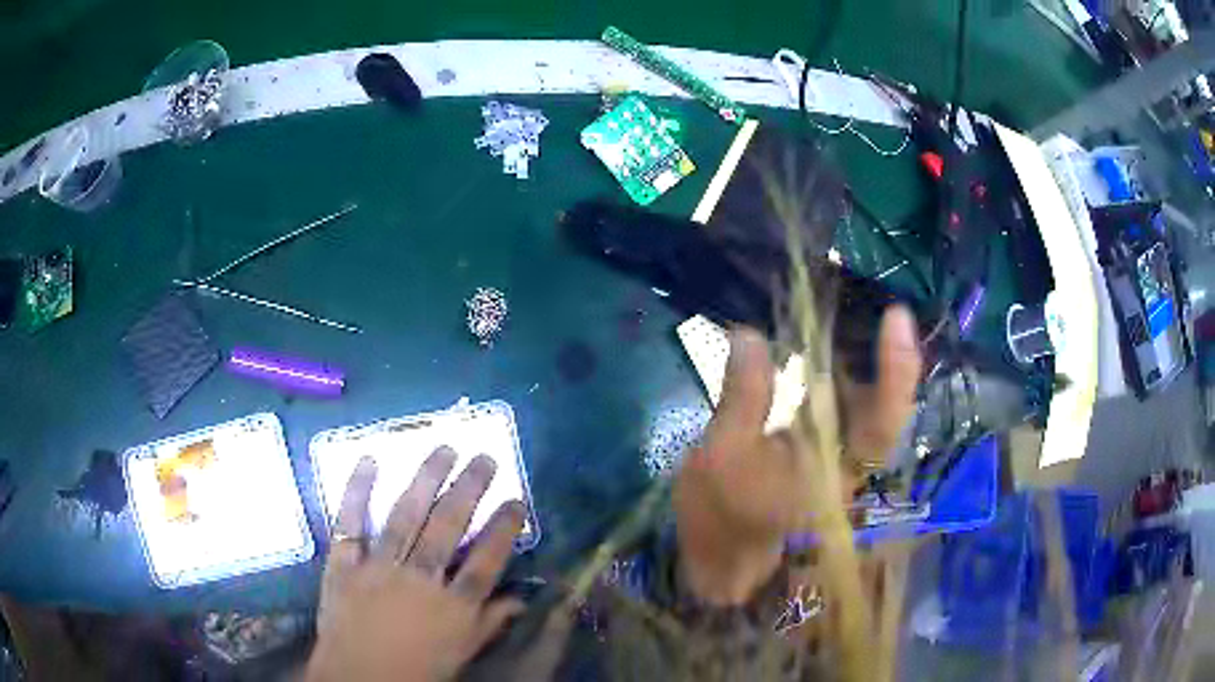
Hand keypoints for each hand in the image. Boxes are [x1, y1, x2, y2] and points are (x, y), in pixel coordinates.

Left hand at [307, 448, 526, 681]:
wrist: (358, 678)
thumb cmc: (416, 670)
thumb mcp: (461, 653)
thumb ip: (489, 623)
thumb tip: (521, 600)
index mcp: (452, 606)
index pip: (486, 561)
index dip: (504, 529)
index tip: (516, 501)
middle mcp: (420, 579)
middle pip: (448, 527)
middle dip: (469, 490)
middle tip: (484, 458)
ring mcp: (379, 567)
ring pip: (405, 516)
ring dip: (425, 480)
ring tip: (444, 449)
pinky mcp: (344, 564)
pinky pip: (350, 523)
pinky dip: (357, 491)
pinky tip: (368, 460)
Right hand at [673, 306, 920, 604]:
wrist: (716, 565)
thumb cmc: (720, 522)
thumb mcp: (721, 456)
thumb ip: (743, 396)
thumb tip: (750, 333)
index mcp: (835, 475)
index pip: (882, 420)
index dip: (897, 370)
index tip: (896, 316)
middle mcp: (851, 467)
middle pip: (884, 403)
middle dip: (875, 348)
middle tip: (852, 299)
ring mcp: (840, 462)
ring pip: (865, 403)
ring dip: (855, 358)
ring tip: (833, 314)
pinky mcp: (825, 457)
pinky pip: (843, 409)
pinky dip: (835, 376)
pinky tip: (813, 352)